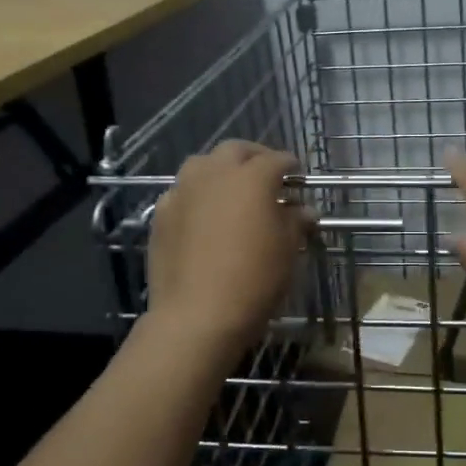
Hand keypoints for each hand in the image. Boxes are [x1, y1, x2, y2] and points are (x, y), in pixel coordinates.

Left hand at [146, 141, 312, 362]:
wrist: (197, 315)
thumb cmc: (254, 279)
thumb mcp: (287, 250)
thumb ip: (295, 222)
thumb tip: (303, 211)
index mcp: (252, 177)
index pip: (277, 159)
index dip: (291, 166)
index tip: (298, 177)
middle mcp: (215, 174)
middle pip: (236, 150)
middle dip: (254, 157)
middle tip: (266, 176)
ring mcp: (183, 191)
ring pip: (203, 164)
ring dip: (220, 170)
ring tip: (232, 191)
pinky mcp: (161, 214)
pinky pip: (182, 192)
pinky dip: (196, 195)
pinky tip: (203, 216)